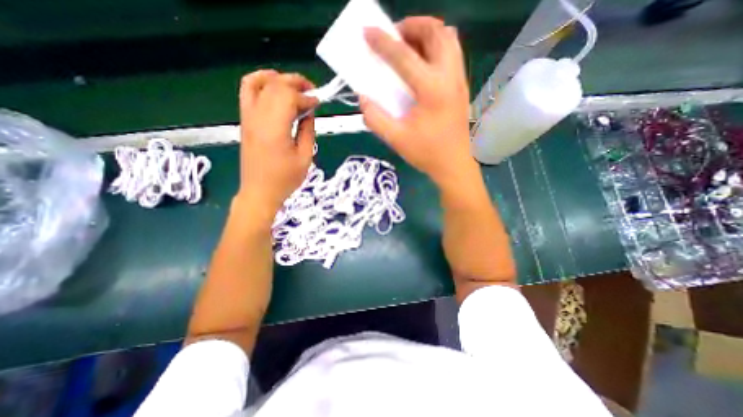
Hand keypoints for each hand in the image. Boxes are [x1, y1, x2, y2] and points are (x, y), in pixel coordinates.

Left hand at [237, 70, 317, 222]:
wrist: (260, 192)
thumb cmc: (285, 179)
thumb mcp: (305, 158)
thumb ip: (308, 131)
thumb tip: (309, 112)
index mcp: (275, 129)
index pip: (289, 98)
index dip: (306, 97)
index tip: (319, 102)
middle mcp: (258, 118)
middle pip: (275, 86)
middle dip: (296, 83)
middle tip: (312, 90)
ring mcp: (248, 117)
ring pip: (259, 83)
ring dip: (279, 79)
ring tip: (295, 86)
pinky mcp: (245, 120)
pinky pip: (247, 91)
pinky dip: (260, 81)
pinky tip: (273, 85)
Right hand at [361, 17, 474, 189]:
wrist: (453, 165)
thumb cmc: (426, 153)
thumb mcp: (396, 139)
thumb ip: (375, 118)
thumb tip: (364, 99)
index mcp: (431, 90)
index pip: (404, 57)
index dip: (383, 42)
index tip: (368, 32)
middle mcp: (449, 77)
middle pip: (436, 32)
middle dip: (412, 26)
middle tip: (394, 37)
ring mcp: (459, 80)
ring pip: (449, 38)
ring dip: (427, 34)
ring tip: (409, 46)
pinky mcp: (462, 87)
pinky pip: (453, 53)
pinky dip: (437, 47)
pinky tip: (423, 64)